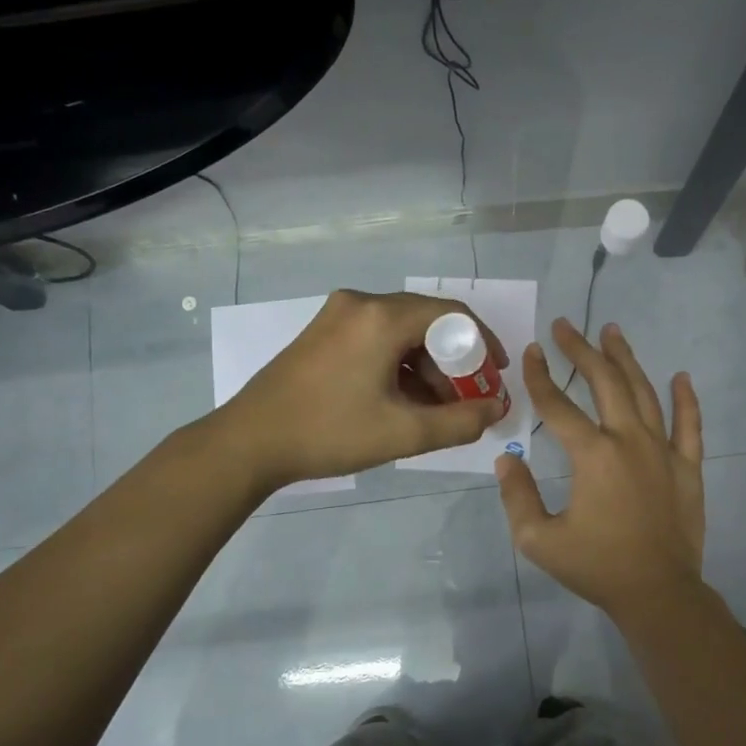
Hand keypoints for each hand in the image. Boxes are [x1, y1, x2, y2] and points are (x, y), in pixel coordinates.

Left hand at [215, 289, 508, 489]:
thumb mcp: (403, 433)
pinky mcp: (322, 332)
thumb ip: (460, 422)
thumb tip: (496, 410)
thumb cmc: (329, 433)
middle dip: (454, 361)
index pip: (452, 315)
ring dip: (426, 366)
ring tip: (434, 409)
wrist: (249, 442)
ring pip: (401, 331)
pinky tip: (401, 400)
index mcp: (382, 317)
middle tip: (466, 399)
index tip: (495, 376)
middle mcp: (361, 303)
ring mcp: (337, 315)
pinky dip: (398, 364)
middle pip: (426, 322)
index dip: (483, 343)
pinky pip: (376, 338)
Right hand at [495, 319, 705, 619]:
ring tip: (612, 331)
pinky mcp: (688, 467)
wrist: (657, 594)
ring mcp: (663, 450)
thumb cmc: (596, 567)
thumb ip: (517, 495)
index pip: (559, 405)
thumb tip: (507, 459)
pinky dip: (685, 399)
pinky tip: (680, 376)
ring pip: (644, 392)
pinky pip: (690, 425)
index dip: (540, 376)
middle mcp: (629, 440)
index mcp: (593, 455)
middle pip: (605, 382)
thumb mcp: (538, 539)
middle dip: (582, 350)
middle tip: (566, 326)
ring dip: (626, 359)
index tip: (531, 351)